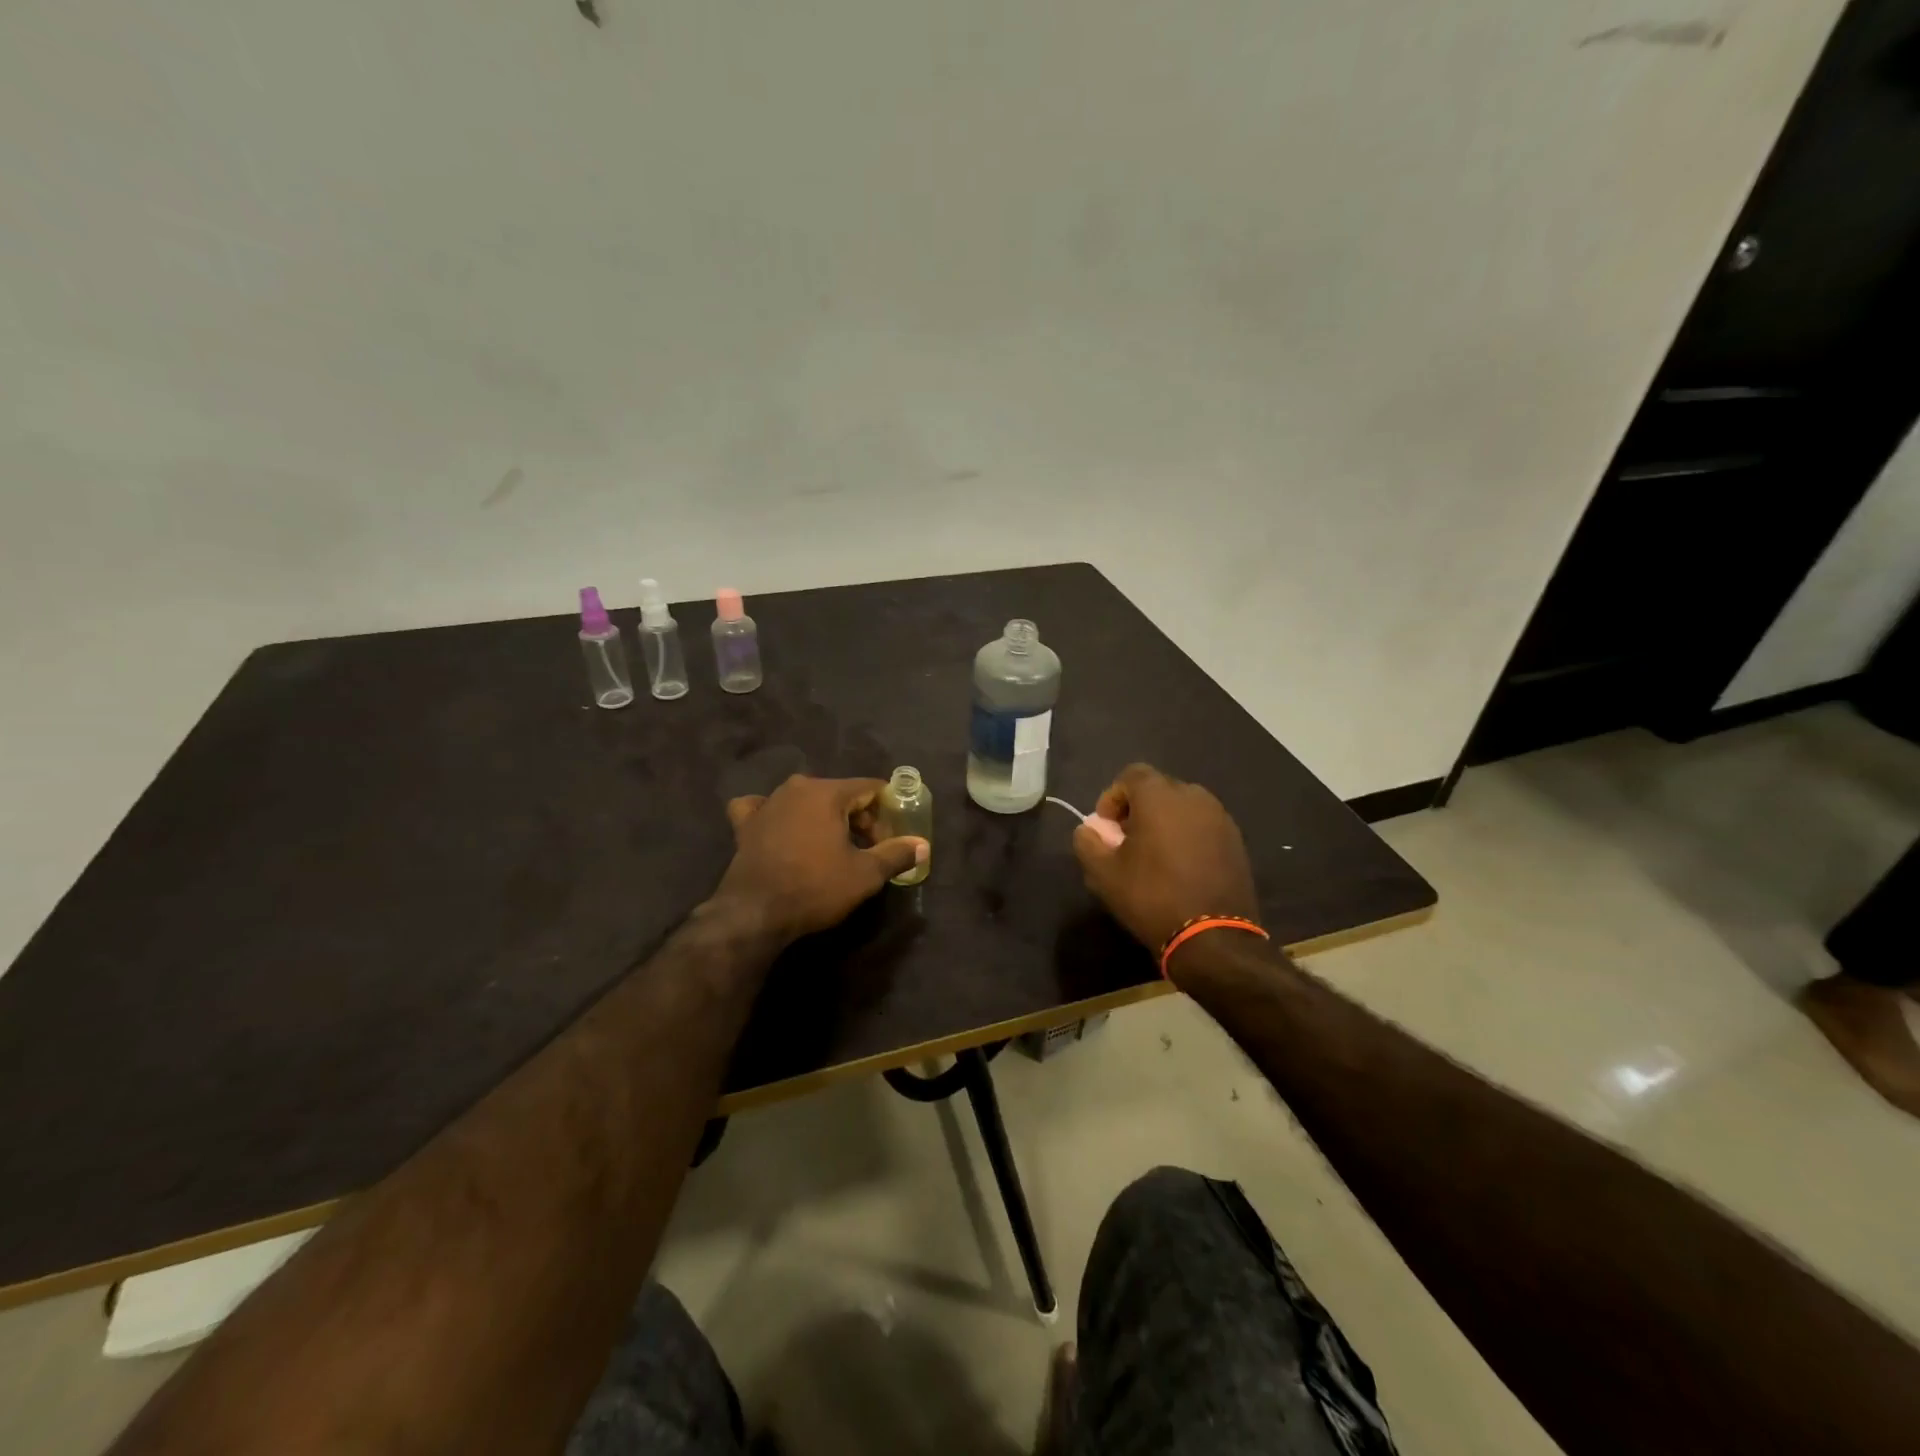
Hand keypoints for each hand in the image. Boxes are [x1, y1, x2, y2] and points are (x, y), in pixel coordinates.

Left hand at [711, 775, 927, 942]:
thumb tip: (923, 845)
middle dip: (857, 819)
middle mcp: (796, 788)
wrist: (755, 913)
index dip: (885, 812)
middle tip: (866, 851)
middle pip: (839, 794)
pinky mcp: (745, 824)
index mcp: (827, 792)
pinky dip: (776, 816)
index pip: (869, 789)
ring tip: (831, 848)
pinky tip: (779, 829)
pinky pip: (764, 809)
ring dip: (823, 818)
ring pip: (805, 801)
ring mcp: (767, 803)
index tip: (889, 840)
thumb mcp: (865, 874)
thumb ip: (896, 854)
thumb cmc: (815, 887)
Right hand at [1071, 764, 1259, 964]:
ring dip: (1165, 822)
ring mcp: (1220, 818)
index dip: (1113, 797)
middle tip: (1127, 841)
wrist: (1212, 937)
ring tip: (1155, 855)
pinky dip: (1187, 836)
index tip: (1107, 828)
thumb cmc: (1151, 897)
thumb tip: (1089, 830)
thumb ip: (1087, 842)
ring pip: (1183, 807)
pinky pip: (1203, 826)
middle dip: (1138, 809)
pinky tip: (1181, 867)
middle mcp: (1193, 796)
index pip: (1131, 775)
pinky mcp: (1236, 840)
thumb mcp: (1103, 873)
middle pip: (1158, 789)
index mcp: (1159, 796)